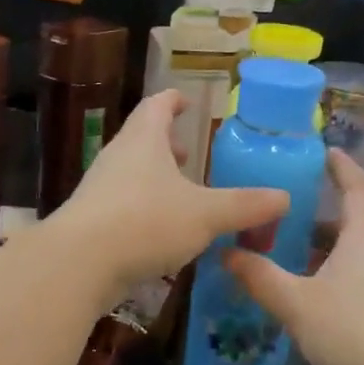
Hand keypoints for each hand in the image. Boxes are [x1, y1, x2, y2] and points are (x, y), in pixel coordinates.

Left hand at [53, 90, 287, 298]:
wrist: (78, 263)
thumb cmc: (145, 222)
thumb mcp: (204, 214)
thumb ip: (244, 206)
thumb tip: (284, 197)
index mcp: (143, 140)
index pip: (157, 106)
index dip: (173, 101)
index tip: (187, 102)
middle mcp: (117, 156)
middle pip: (142, 138)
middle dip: (166, 144)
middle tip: (189, 155)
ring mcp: (99, 188)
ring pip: (131, 172)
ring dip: (154, 177)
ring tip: (180, 193)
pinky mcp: (91, 219)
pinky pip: (122, 203)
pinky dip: (143, 206)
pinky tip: (160, 231)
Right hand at [226, 150, 363, 364]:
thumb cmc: (357, 331)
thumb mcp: (297, 304)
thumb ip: (260, 277)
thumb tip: (226, 253)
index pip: (356, 185)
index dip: (340, 166)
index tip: (326, 152)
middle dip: (333, 208)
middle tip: (298, 207)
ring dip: (341, 241)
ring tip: (305, 250)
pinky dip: (353, 267)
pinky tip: (330, 290)